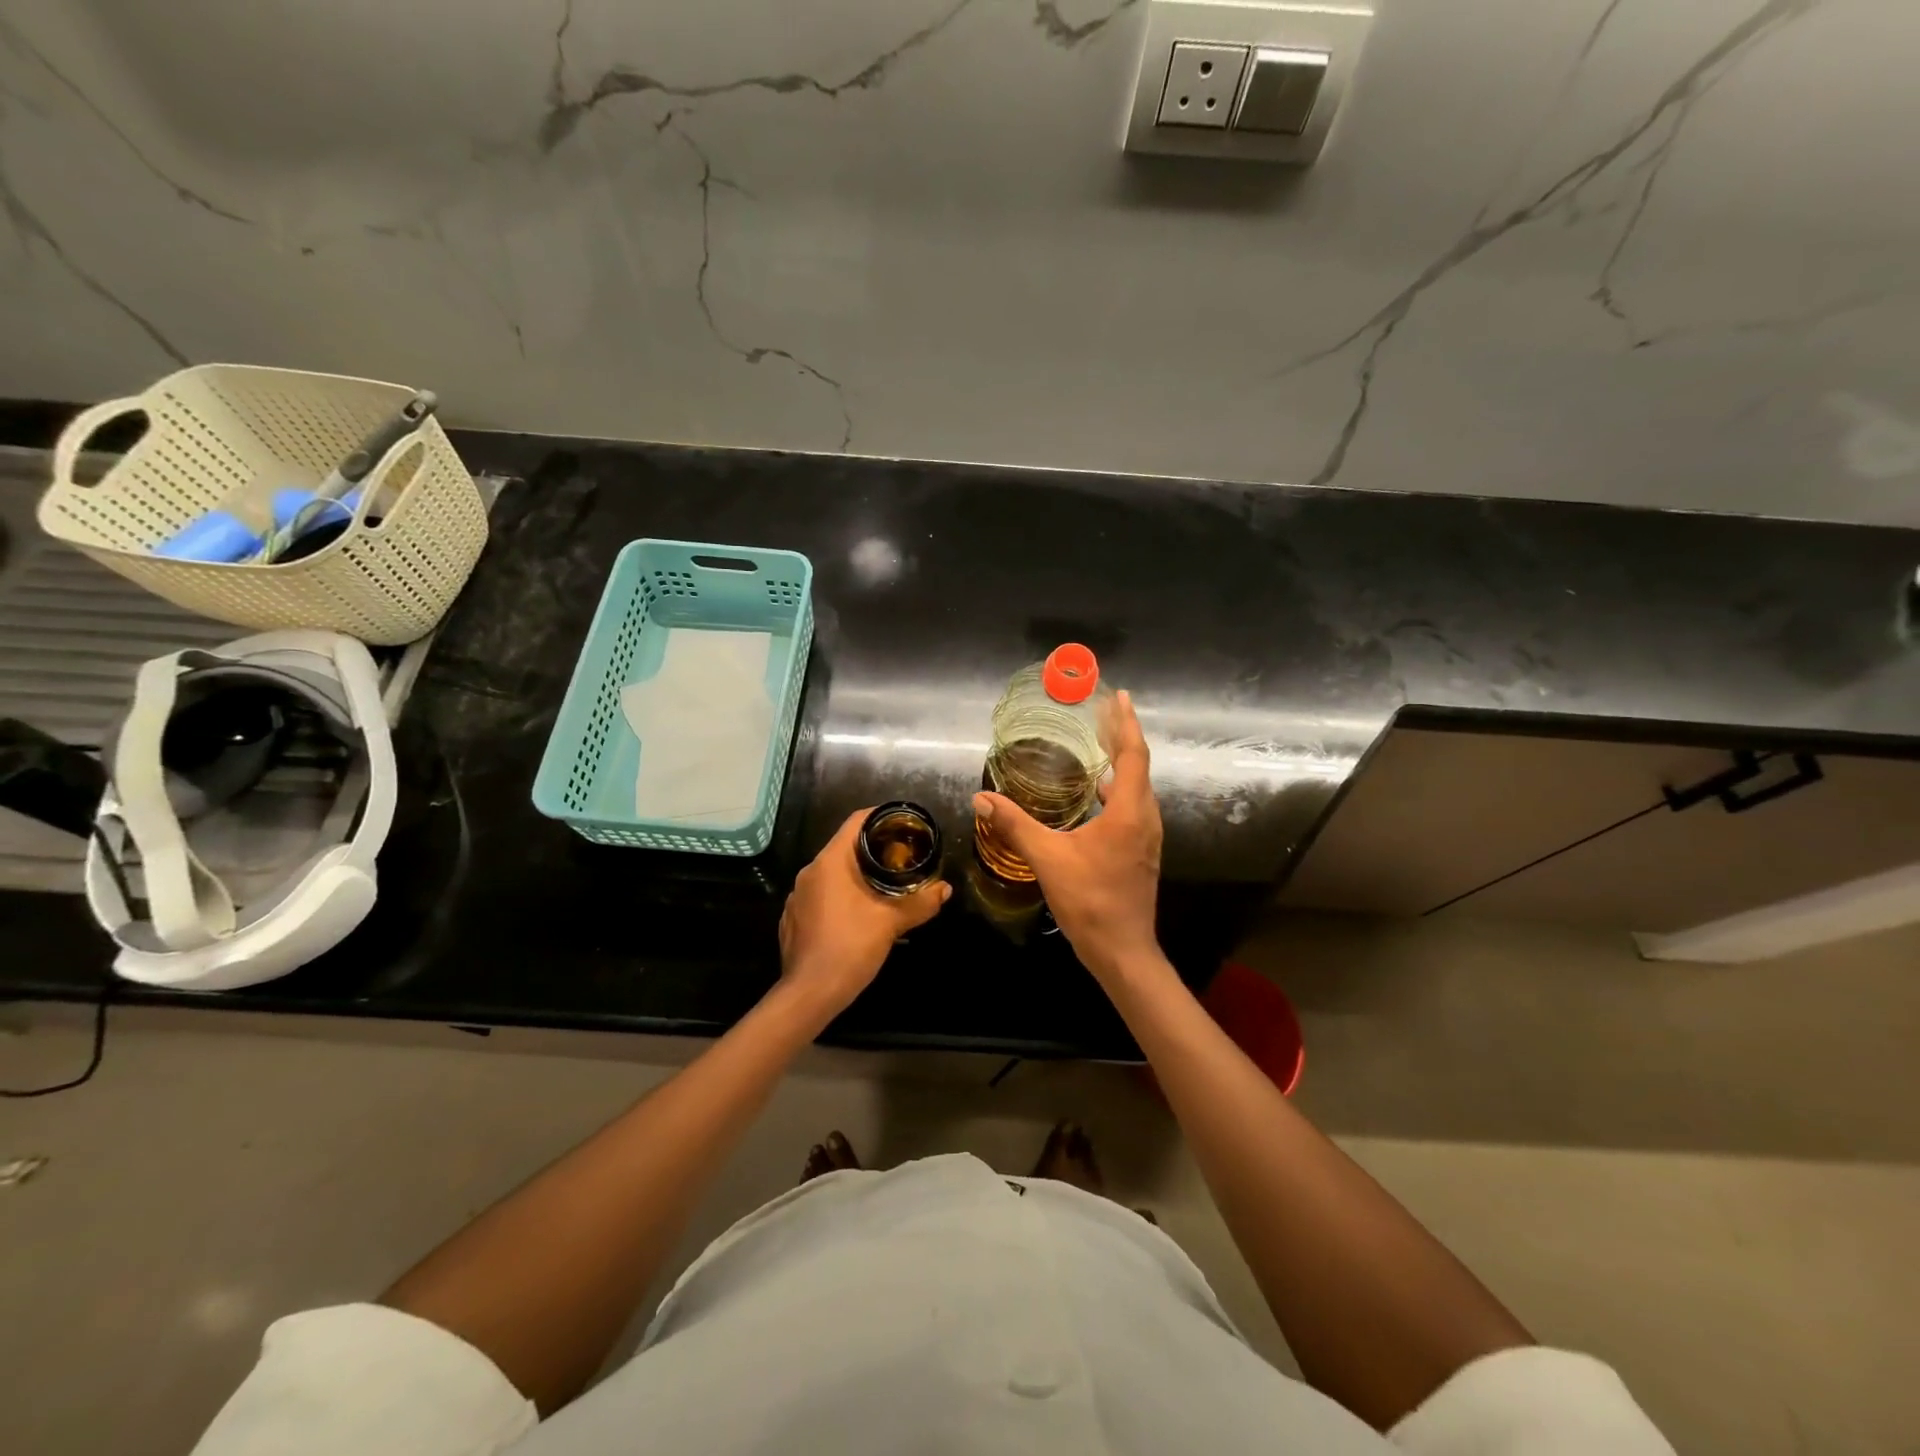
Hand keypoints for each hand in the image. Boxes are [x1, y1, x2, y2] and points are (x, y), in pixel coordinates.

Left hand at [778, 808, 950, 1018]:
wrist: (809, 994)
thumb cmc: (850, 947)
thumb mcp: (891, 923)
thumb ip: (920, 903)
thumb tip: (945, 889)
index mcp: (830, 862)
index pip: (855, 822)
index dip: (880, 817)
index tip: (902, 824)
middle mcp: (809, 872)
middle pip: (844, 848)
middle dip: (873, 850)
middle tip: (901, 858)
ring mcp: (797, 896)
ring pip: (831, 874)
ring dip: (856, 876)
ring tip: (883, 888)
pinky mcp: (793, 919)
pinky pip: (820, 896)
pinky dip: (840, 897)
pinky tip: (856, 917)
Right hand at [972, 689, 1162, 982]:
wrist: (1122, 951)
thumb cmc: (1089, 901)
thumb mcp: (1047, 859)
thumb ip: (1015, 825)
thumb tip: (981, 798)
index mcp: (1128, 812)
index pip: (1133, 754)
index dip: (1125, 723)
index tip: (1118, 697)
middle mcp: (1145, 817)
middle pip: (1138, 766)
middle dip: (1121, 736)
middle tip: (1102, 713)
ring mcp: (1146, 836)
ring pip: (1137, 787)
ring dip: (1121, 763)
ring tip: (1098, 744)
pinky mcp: (1140, 851)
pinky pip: (1132, 805)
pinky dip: (1117, 788)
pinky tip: (1095, 793)